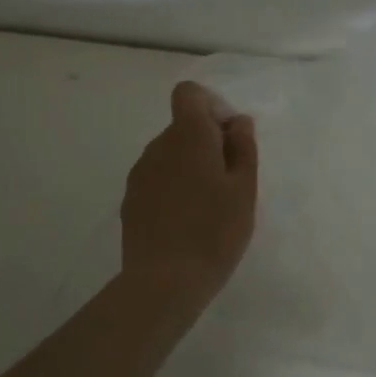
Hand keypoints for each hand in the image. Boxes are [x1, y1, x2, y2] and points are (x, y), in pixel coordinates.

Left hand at [120, 81, 258, 301]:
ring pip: (170, 154)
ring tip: (209, 206)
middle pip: (182, 126)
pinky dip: (173, 188)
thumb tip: (237, 121)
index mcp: (187, 136)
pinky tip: (186, 222)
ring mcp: (140, 174)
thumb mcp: (244, 189)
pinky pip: (157, 179)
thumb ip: (243, 147)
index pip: (188, 94)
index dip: (210, 106)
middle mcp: (158, 147)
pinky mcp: (131, 200)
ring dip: (190, 166)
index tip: (228, 137)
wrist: (163, 282)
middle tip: (229, 180)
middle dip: (207, 142)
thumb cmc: (214, 231)